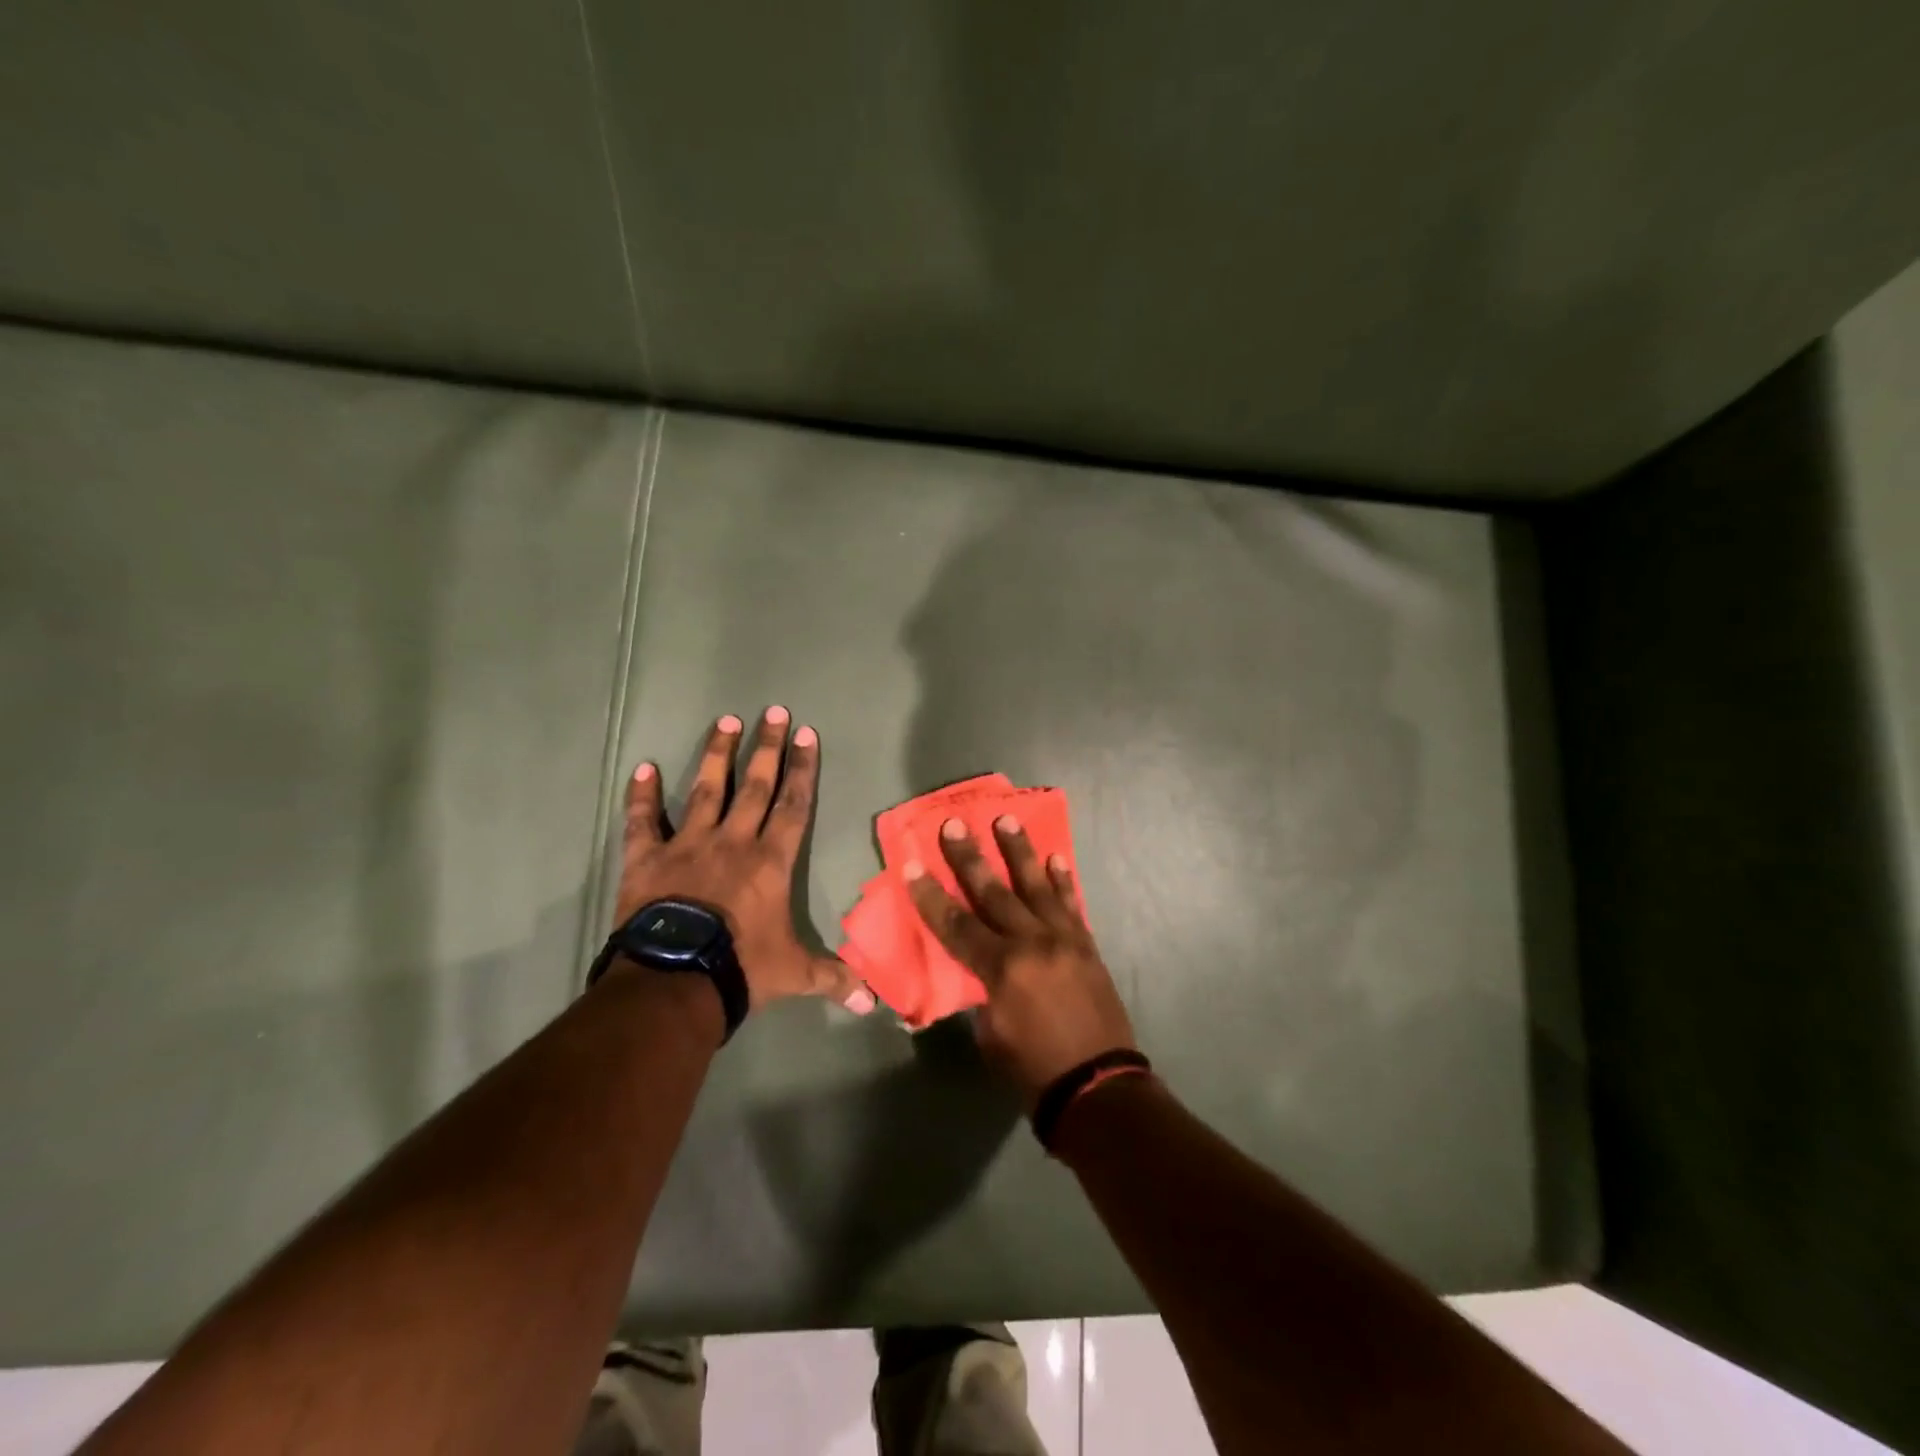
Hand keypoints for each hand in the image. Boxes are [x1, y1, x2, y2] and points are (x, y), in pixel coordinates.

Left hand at [618, 709, 874, 1013]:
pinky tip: (643, 767)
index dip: (803, 770)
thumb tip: (873, 1003)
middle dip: (767, 748)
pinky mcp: (647, 859)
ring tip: (725, 721)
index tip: (806, 735)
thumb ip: (832, 978)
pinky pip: (643, 821)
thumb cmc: (741, 968)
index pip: (794, 805)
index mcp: (770, 861)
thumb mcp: (793, 974)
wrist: (675, 980)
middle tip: (773, 712)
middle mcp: (733, 841)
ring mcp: (688, 845)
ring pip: (706, 790)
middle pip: (756, 786)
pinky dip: (642, 796)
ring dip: (717, 755)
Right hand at [904, 815, 1135, 1105]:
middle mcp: (1032, 943)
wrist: (1099, 1087)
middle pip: (993, 893)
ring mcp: (1064, 939)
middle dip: (970, 858)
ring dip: (1019, 851)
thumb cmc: (1033, 1071)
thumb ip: (980, 992)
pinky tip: (1055, 857)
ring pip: (1036, 886)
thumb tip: (976, 968)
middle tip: (955, 824)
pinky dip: (1062, 880)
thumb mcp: (990, 1036)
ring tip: (1006, 819)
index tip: (912, 864)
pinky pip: (1072, 904)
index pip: (956, 924)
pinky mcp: (1087, 945)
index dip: (930, 895)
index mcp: (1002, 970)